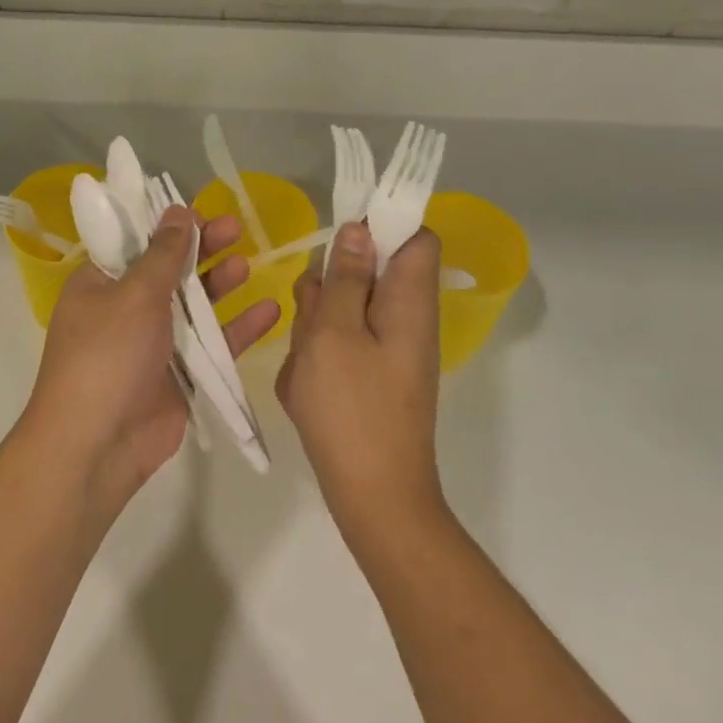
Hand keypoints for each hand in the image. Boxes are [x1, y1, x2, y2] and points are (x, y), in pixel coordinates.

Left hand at [22, 205, 280, 519]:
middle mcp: (127, 309)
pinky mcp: (181, 375)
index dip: (169, 226)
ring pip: (195, 306)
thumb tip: (178, 212)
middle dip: (203, 250)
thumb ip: (164, 254)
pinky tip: (269, 311)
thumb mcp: (133, 295)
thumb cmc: (107, 355)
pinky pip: (213, 344)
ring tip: (247, 266)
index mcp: (101, 284)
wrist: (97, 446)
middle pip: (171, 270)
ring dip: (220, 285)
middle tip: (236, 228)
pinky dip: (239, 328)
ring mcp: (154, 343)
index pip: (137, 243)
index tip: (202, 212)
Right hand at [276, 222, 445, 550]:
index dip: (381, 225)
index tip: (338, 241)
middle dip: (331, 286)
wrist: (373, 497)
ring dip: (317, 326)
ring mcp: (389, 349)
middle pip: (369, 271)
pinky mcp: (372, 375)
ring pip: (346, 309)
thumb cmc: (352, 408)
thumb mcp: (336, 331)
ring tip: (308, 363)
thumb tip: (360, 229)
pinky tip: (307, 387)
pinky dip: (319, 357)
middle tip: (315, 319)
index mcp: (410, 299)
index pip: (415, 237)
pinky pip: (340, 345)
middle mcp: (407, 317)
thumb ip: (346, 276)